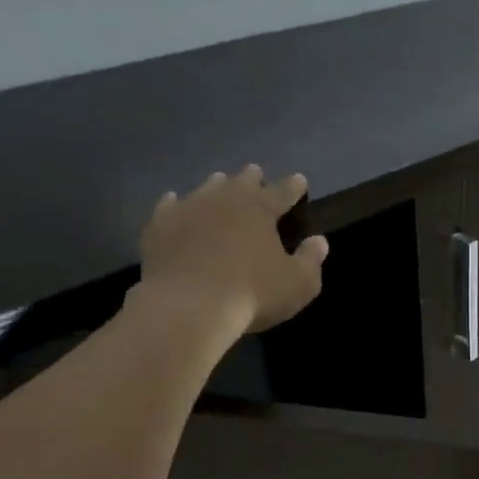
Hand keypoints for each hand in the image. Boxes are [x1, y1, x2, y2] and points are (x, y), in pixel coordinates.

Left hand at [134, 165, 328, 334]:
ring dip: (216, 186)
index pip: (282, 192)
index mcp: (260, 210)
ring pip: (206, 189)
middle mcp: (224, 200)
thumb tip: (319, 241)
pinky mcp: (160, 226)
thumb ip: (311, 260)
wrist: (189, 306)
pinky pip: (169, 207)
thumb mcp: (298, 285)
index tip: (299, 179)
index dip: (293, 187)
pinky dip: (175, 203)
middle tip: (255, 173)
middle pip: (241, 182)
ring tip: (219, 183)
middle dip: (252, 178)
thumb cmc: (252, 294)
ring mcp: (188, 209)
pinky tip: (174, 201)